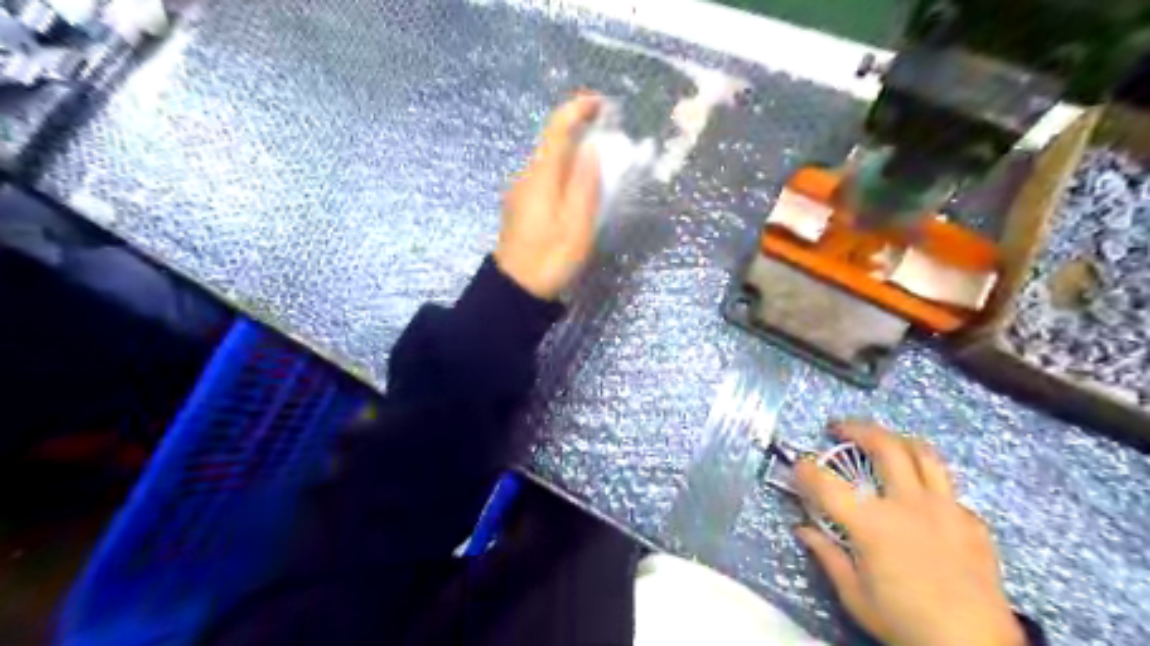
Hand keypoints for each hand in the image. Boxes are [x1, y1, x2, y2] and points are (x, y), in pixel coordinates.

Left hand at [494, 93, 603, 299]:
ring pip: (551, 165)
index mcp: (541, 176)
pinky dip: (565, 179)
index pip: (557, 128)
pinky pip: (546, 181)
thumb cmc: (550, 259)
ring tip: (601, 181)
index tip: (602, 104)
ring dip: (575, 162)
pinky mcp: (520, 207)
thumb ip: (586, 184)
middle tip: (612, 153)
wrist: (515, 291)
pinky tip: (578, 200)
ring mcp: (520, 192)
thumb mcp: (577, 225)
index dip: (578, 109)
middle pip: (555, 145)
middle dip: (583, 139)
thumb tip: (592, 148)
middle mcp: (526, 176)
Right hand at [798, 421, 1028, 645]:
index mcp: (873, 525)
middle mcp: (909, 505)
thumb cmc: (906, 623)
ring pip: (923, 454)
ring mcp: (946, 509)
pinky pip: (948, 489)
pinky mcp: (972, 523)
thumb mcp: (855, 596)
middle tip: (839, 428)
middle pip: (884, 446)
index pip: (827, 484)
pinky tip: (921, 499)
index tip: (796, 465)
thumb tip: (803, 530)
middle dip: (856, 429)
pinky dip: (928, 484)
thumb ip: (827, 555)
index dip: (805, 469)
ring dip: (897, 440)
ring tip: (883, 440)